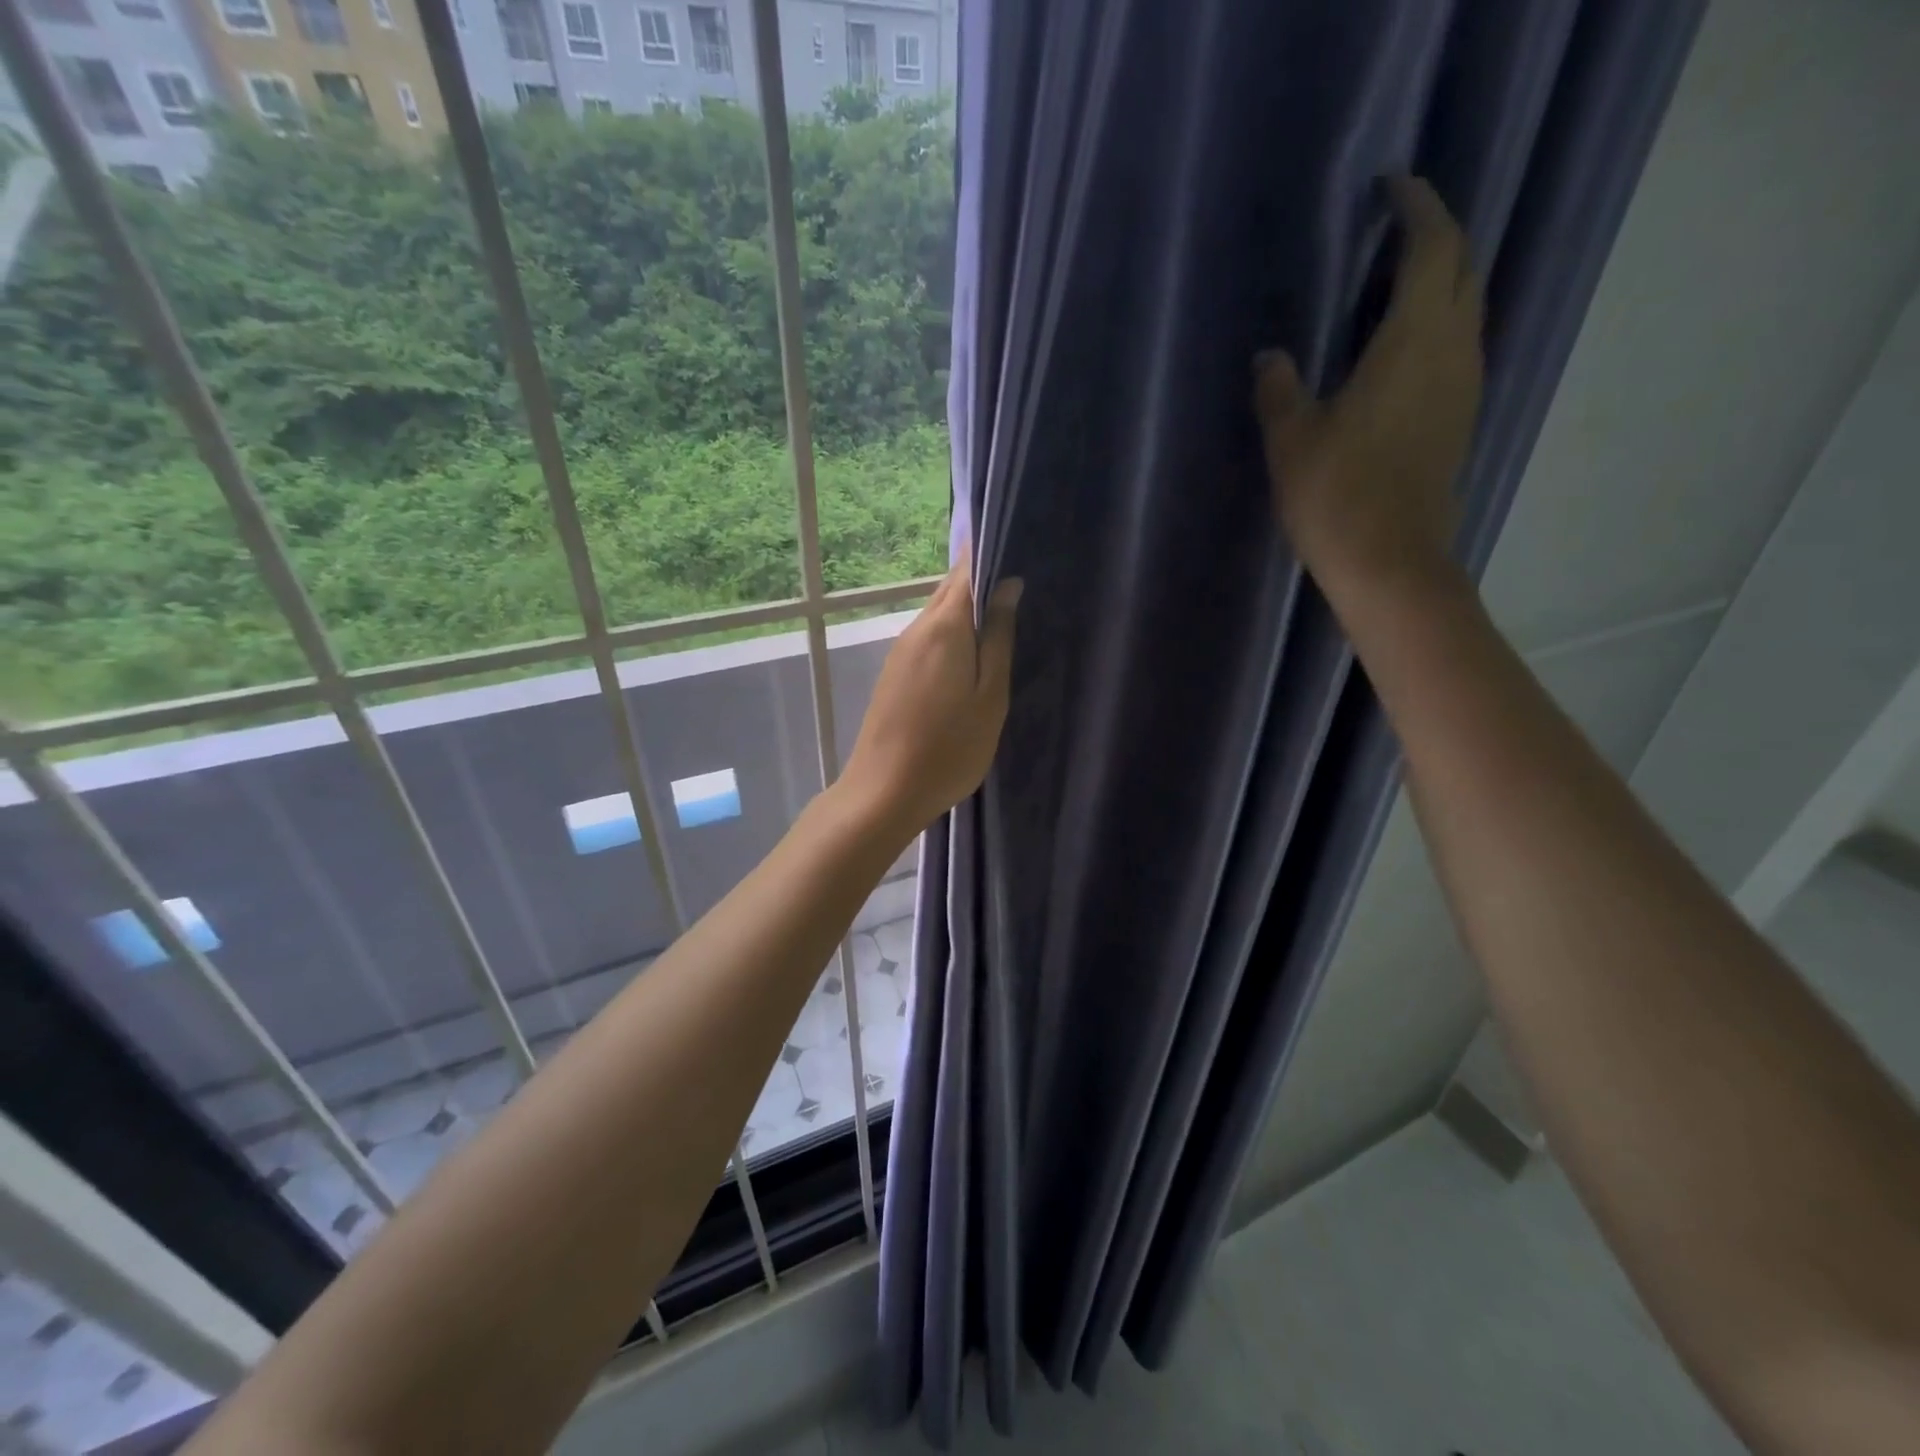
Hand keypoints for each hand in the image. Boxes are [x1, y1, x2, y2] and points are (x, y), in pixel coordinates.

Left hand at [841, 552, 1021, 841]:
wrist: (885, 790)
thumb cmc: (949, 747)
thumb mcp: (989, 695)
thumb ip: (999, 638)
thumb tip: (1008, 584)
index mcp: (944, 626)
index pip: (966, 569)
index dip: (990, 552)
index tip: (1020, 546)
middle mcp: (917, 628)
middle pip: (950, 588)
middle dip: (981, 578)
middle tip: (1020, 580)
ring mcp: (901, 651)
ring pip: (938, 613)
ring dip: (967, 607)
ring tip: (1003, 613)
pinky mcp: (895, 672)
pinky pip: (929, 636)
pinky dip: (952, 632)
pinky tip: (971, 649)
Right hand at [1254, 175, 1484, 592]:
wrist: (1390, 561)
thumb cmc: (1337, 494)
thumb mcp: (1291, 439)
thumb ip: (1279, 389)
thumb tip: (1270, 357)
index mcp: (1414, 339)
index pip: (1433, 245)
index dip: (1416, 206)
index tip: (1391, 186)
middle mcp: (1453, 348)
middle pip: (1461, 268)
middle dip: (1434, 237)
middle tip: (1391, 231)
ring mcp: (1463, 385)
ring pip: (1466, 307)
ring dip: (1439, 282)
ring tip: (1393, 284)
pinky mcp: (1459, 417)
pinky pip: (1457, 346)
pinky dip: (1436, 325)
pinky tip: (1401, 347)